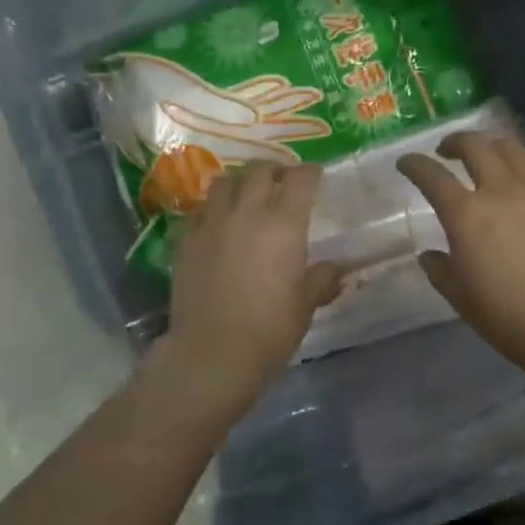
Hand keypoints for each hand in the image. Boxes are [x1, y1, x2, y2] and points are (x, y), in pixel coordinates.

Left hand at [162, 161, 342, 415]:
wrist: (211, 355)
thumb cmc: (269, 331)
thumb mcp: (305, 305)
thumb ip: (322, 278)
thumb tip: (338, 268)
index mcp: (284, 225)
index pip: (300, 179)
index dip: (310, 173)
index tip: (315, 177)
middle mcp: (247, 213)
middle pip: (260, 170)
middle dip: (275, 169)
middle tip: (282, 181)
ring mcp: (212, 223)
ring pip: (225, 181)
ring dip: (241, 181)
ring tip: (248, 194)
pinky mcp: (186, 240)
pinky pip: (201, 209)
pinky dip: (215, 207)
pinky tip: (220, 222)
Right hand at [399, 133, 524, 369]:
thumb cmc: (508, 316)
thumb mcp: (461, 298)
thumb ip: (441, 271)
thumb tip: (430, 256)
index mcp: (466, 214)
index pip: (432, 176)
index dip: (414, 164)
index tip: (406, 162)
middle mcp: (500, 190)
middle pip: (474, 146)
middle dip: (455, 142)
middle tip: (446, 151)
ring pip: (511, 147)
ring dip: (491, 146)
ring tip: (486, 156)